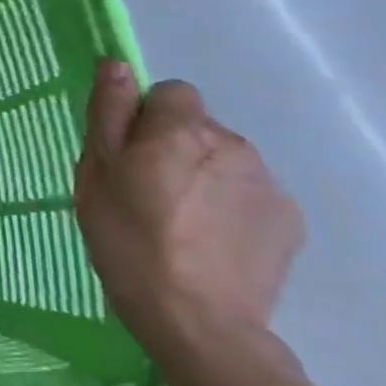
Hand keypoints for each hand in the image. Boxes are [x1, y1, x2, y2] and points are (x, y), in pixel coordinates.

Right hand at [75, 60, 304, 379]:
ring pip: (225, 161)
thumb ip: (109, 113)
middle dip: (175, 148)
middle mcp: (233, 144)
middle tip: (147, 194)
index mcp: (181, 130)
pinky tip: (210, 242)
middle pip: (198, 127)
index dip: (147, 117)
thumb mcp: (96, 173)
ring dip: (203, 176)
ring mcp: (268, 183)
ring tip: (180, 223)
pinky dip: (229, 207)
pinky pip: (249, 194)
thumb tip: (117, 65)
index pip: (171, 92)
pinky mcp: (289, 220)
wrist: (198, 321)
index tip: (130, 155)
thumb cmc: (128, 240)